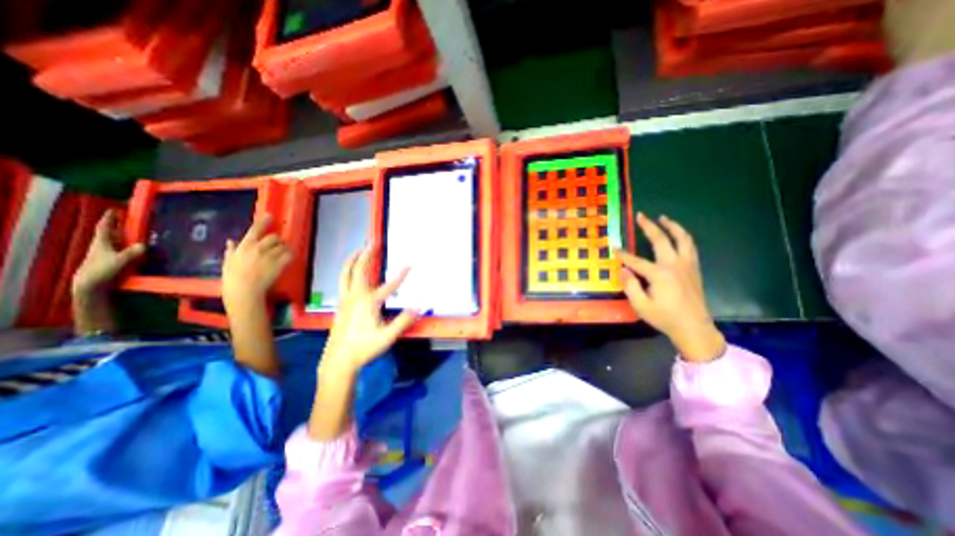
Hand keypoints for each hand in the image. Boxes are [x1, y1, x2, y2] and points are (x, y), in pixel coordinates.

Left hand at [71, 208, 144, 297]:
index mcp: (102, 243)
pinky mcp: (112, 260)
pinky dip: (129, 246)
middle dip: (118, 225)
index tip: (114, 209)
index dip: (109, 218)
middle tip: (128, 218)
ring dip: (125, 236)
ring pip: (116, 241)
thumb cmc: (101, 271)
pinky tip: (138, 247)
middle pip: (111, 233)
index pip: (104, 227)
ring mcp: (107, 253)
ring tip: (137, 232)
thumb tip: (144, 245)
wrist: (90, 285)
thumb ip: (132, 253)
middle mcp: (103, 246)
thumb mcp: (119, 261)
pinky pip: (122, 249)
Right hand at [221, 213, 290, 308]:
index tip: (270, 215)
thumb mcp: (228, 262)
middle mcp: (258, 248)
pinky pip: (289, 255)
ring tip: (281, 254)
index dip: (263, 222)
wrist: (244, 290)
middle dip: (277, 241)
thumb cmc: (233, 278)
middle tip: (276, 246)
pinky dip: (290, 255)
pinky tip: (288, 258)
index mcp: (244, 246)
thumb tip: (231, 241)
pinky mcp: (279, 263)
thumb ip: (231, 250)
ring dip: (284, 249)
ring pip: (283, 246)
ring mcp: (270, 255)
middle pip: (274, 237)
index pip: (255, 230)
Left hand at [322, 247, 418, 375]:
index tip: (410, 264)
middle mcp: (356, 296)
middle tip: (373, 242)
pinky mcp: (340, 304)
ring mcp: (345, 299)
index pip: (390, 285)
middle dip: (367, 254)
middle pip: (360, 269)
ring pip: (346, 273)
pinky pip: (342, 280)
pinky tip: (350, 271)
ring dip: (353, 259)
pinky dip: (346, 270)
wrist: (339, 360)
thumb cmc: (364, 348)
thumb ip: (404, 320)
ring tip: (358, 249)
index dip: (401, 274)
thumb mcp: (388, 336)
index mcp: (369, 302)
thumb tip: (420, 306)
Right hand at [619, 213, 724, 363]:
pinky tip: (678, 236)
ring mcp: (688, 265)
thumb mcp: (641, 305)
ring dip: (672, 226)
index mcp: (660, 274)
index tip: (613, 248)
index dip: (623, 255)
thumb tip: (624, 270)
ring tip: (663, 218)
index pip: (636, 260)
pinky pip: (690, 247)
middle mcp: (675, 265)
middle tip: (641, 216)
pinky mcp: (694, 269)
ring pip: (683, 239)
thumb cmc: (664, 317)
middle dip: (649, 227)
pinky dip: (683, 237)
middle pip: (662, 240)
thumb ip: (630, 285)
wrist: (694, 328)